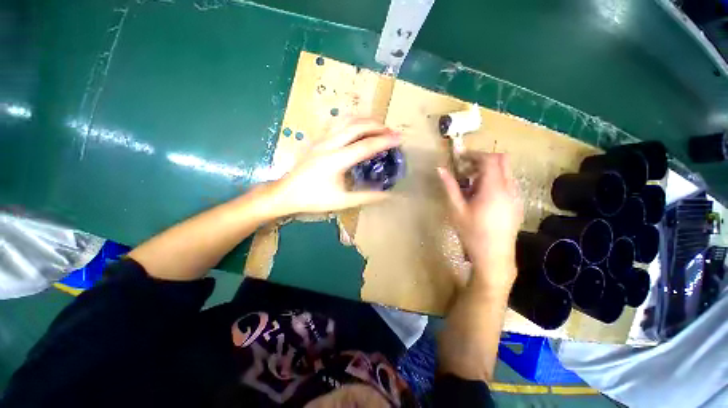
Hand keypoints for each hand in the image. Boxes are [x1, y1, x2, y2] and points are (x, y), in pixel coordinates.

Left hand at [270, 118, 400, 214]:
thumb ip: (366, 196)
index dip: (384, 141)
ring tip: (377, 126)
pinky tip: (356, 126)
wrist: (286, 193)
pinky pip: (335, 123)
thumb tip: (387, 194)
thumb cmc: (313, 199)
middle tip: (390, 131)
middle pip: (357, 126)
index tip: (399, 138)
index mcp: (336, 160)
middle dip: (377, 126)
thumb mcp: (342, 201)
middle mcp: (329, 144)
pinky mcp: (316, 139)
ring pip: (345, 120)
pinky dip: (350, 121)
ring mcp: (320, 139)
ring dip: (364, 120)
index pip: (366, 146)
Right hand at [438, 153, 522, 291]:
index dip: (475, 154)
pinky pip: (508, 183)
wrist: (494, 255)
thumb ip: (449, 186)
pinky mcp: (517, 203)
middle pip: (502, 161)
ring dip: (489, 171)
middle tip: (466, 170)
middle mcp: (509, 188)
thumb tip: (440, 169)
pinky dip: (495, 180)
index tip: (460, 158)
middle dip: (483, 160)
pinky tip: (482, 196)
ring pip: (506, 171)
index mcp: (494, 189)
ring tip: (471, 185)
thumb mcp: (457, 209)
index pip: (490, 160)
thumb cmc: (472, 232)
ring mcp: (516, 196)